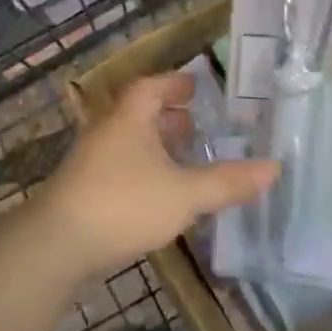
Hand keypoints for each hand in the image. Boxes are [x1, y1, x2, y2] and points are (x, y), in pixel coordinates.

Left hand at [42, 72, 278, 276]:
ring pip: (128, 143)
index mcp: (128, 120)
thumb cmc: (123, 205)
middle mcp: (106, 134)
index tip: (196, 86)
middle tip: (196, 124)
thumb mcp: (185, 194)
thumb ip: (228, 182)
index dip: (174, 84)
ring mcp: (90, 163)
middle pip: (137, 114)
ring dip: (155, 146)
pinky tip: (159, 194)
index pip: (151, 87)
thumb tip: (275, 167)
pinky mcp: (83, 192)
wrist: (56, 246)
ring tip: (183, 159)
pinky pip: (120, 168)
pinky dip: (143, 170)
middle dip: (167, 117)